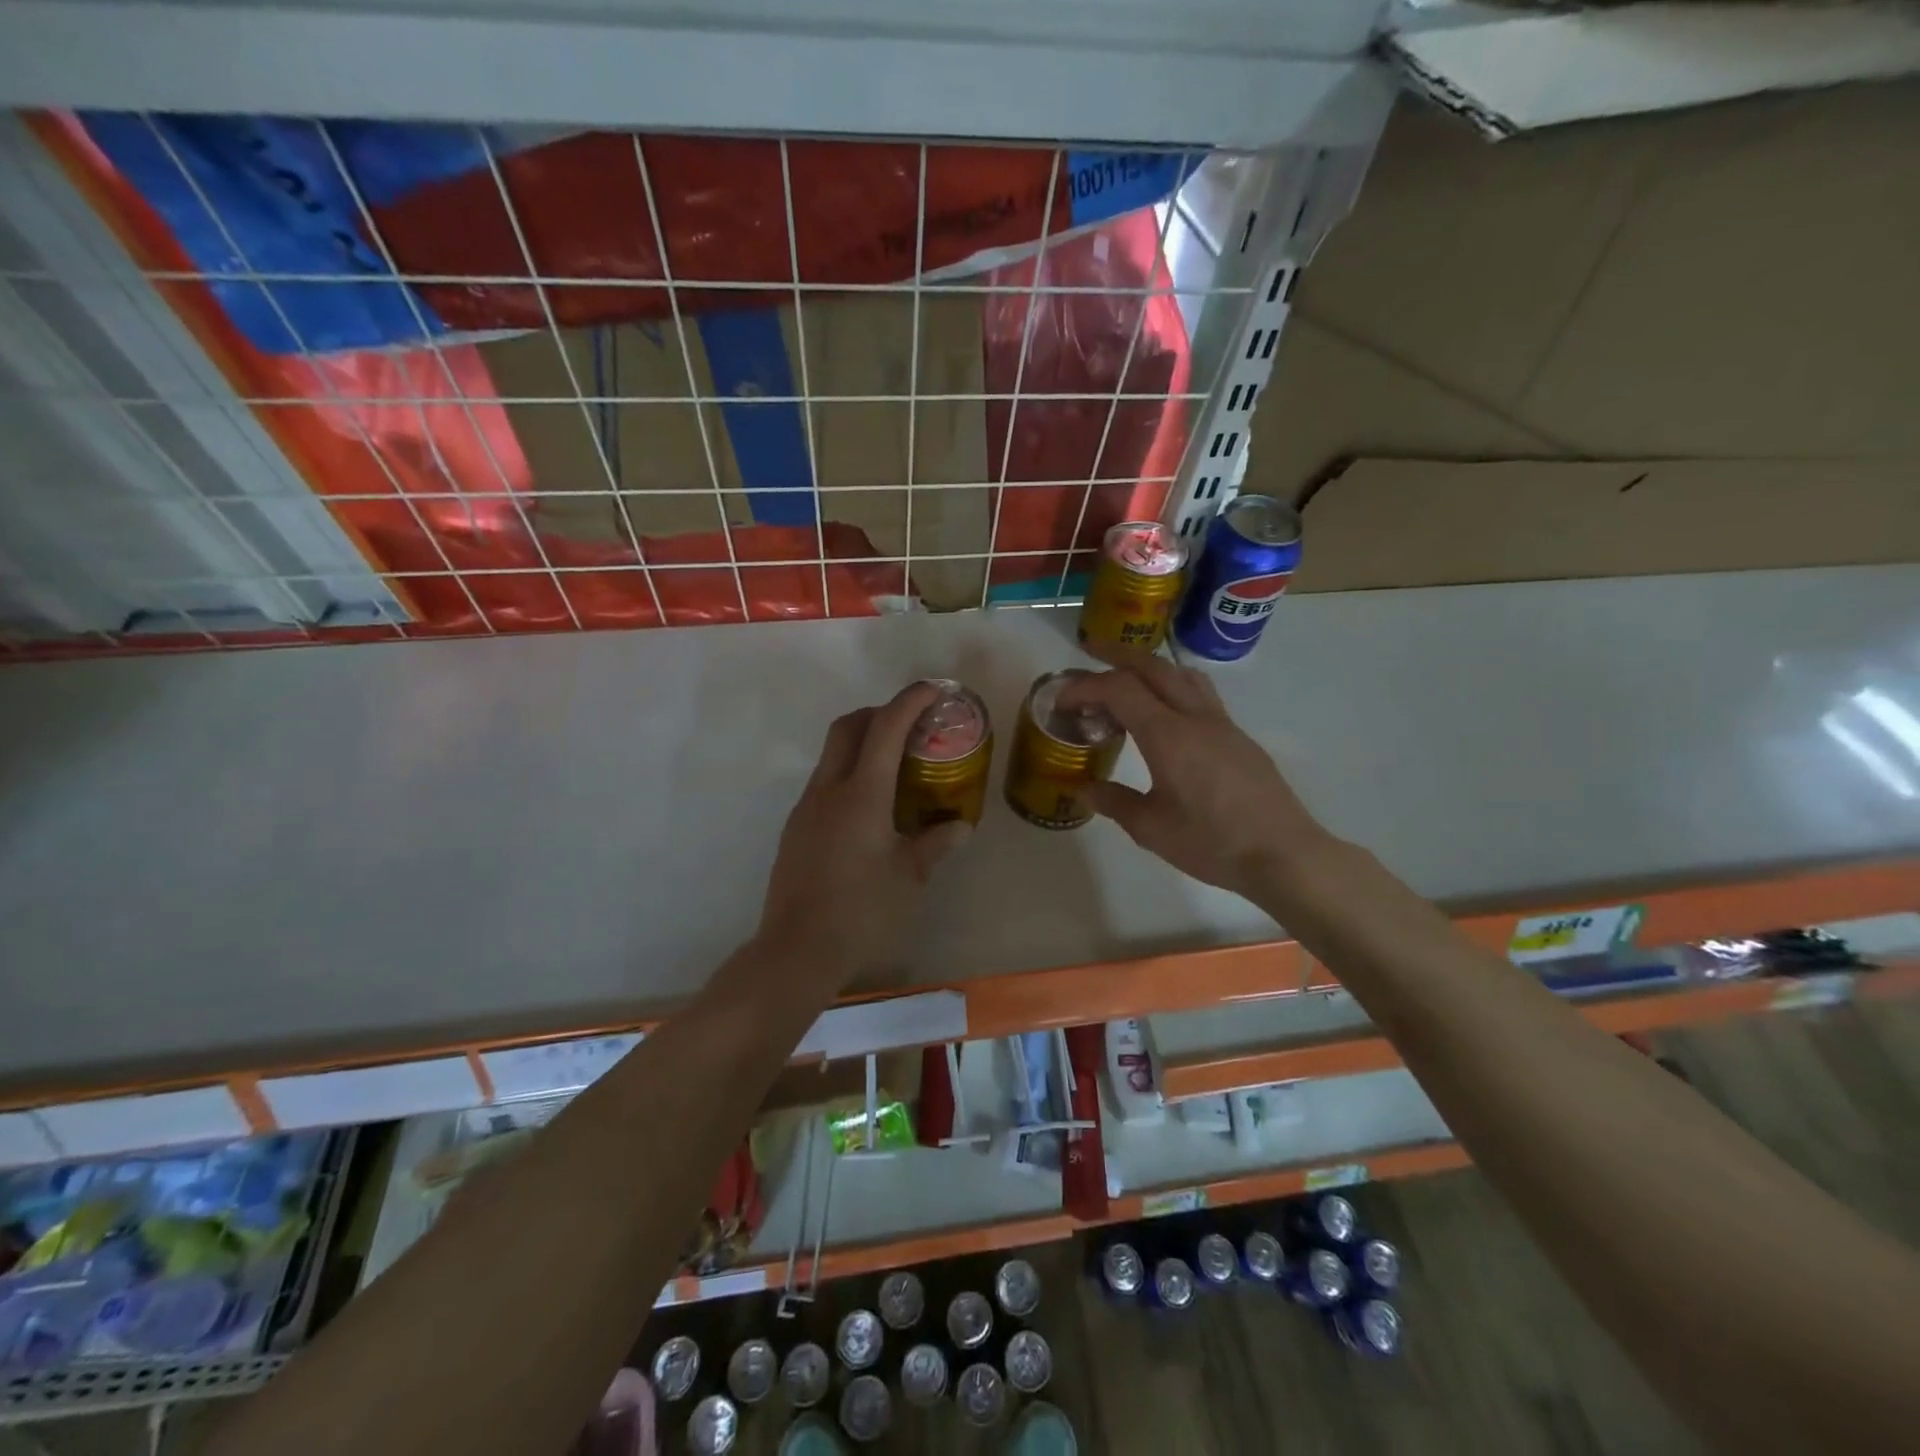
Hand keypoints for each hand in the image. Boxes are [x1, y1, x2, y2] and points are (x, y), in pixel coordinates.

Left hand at [756, 683, 971, 985]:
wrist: (797, 950)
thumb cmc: (862, 911)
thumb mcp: (909, 877)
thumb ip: (936, 844)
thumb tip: (960, 825)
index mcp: (861, 794)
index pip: (885, 728)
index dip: (910, 700)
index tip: (934, 689)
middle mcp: (828, 790)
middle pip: (848, 727)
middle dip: (880, 713)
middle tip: (911, 725)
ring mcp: (806, 808)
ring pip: (832, 755)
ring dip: (862, 744)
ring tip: (896, 767)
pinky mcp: (796, 828)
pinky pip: (824, 783)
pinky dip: (849, 774)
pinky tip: (870, 809)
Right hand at [1059, 645, 1332, 901]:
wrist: (1283, 854)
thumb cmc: (1212, 843)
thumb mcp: (1151, 829)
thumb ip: (1113, 801)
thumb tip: (1082, 787)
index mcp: (1168, 736)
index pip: (1120, 689)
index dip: (1085, 686)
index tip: (1062, 697)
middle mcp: (1195, 717)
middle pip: (1153, 666)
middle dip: (1117, 654)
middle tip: (1089, 651)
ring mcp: (1222, 724)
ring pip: (1182, 674)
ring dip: (1149, 665)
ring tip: (1127, 675)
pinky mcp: (1238, 737)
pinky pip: (1200, 693)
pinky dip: (1172, 686)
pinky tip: (1164, 713)